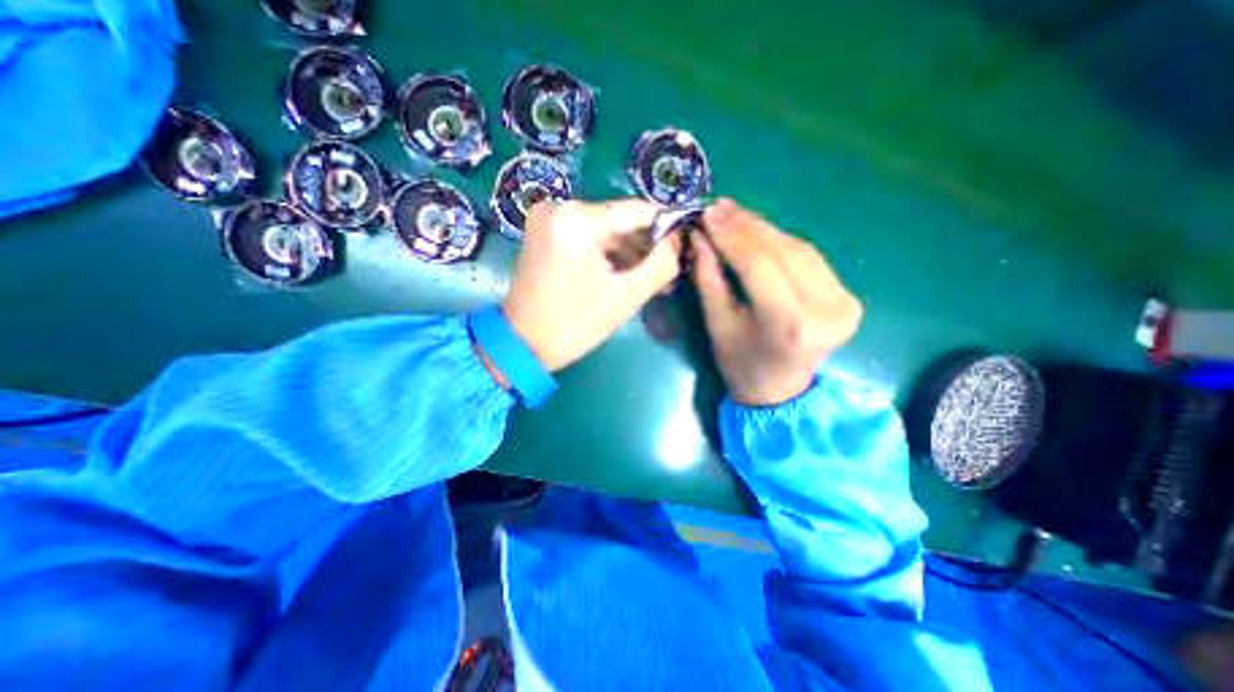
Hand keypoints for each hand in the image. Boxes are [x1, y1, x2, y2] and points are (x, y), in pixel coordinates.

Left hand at [499, 198, 679, 369]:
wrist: (521, 344)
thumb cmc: (575, 324)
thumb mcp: (626, 296)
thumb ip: (661, 263)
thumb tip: (678, 240)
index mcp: (578, 220)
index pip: (637, 211)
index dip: (665, 228)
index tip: (684, 246)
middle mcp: (560, 207)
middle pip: (619, 220)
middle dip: (645, 246)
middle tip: (667, 271)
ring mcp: (548, 219)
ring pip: (604, 229)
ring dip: (627, 252)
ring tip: (649, 278)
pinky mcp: (544, 233)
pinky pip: (587, 237)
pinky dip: (607, 254)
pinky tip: (623, 274)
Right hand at [691, 198, 858, 405]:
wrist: (779, 390)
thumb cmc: (740, 363)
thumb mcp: (717, 323)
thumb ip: (709, 278)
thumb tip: (700, 236)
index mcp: (789, 324)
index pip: (759, 265)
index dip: (731, 235)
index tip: (707, 213)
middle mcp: (826, 310)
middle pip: (784, 251)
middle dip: (747, 225)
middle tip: (718, 207)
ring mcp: (845, 303)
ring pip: (800, 248)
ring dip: (764, 229)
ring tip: (733, 214)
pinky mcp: (849, 298)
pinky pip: (810, 258)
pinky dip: (781, 242)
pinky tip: (758, 231)